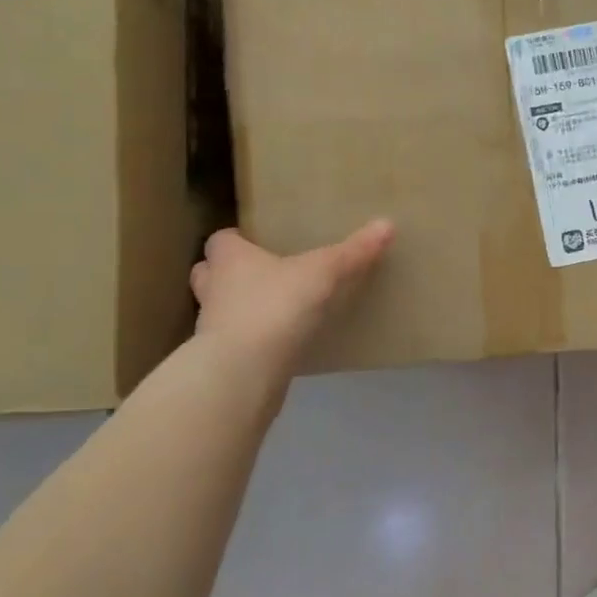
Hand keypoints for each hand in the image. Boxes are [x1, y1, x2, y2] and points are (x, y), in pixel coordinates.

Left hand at [190, 221, 393, 373]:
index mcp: (230, 260)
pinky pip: (237, 343)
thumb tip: (386, 224)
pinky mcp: (224, 361)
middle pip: (210, 274)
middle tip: (264, 273)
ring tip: (275, 309)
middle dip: (231, 273)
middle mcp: (214, 290)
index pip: (221, 240)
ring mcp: (214, 329)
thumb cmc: (276, 306)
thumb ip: (353, 252)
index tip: (260, 242)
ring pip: (221, 310)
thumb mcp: (324, 273)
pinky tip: (282, 343)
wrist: (244, 372)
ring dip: (241, 308)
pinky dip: (254, 341)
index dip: (239, 239)